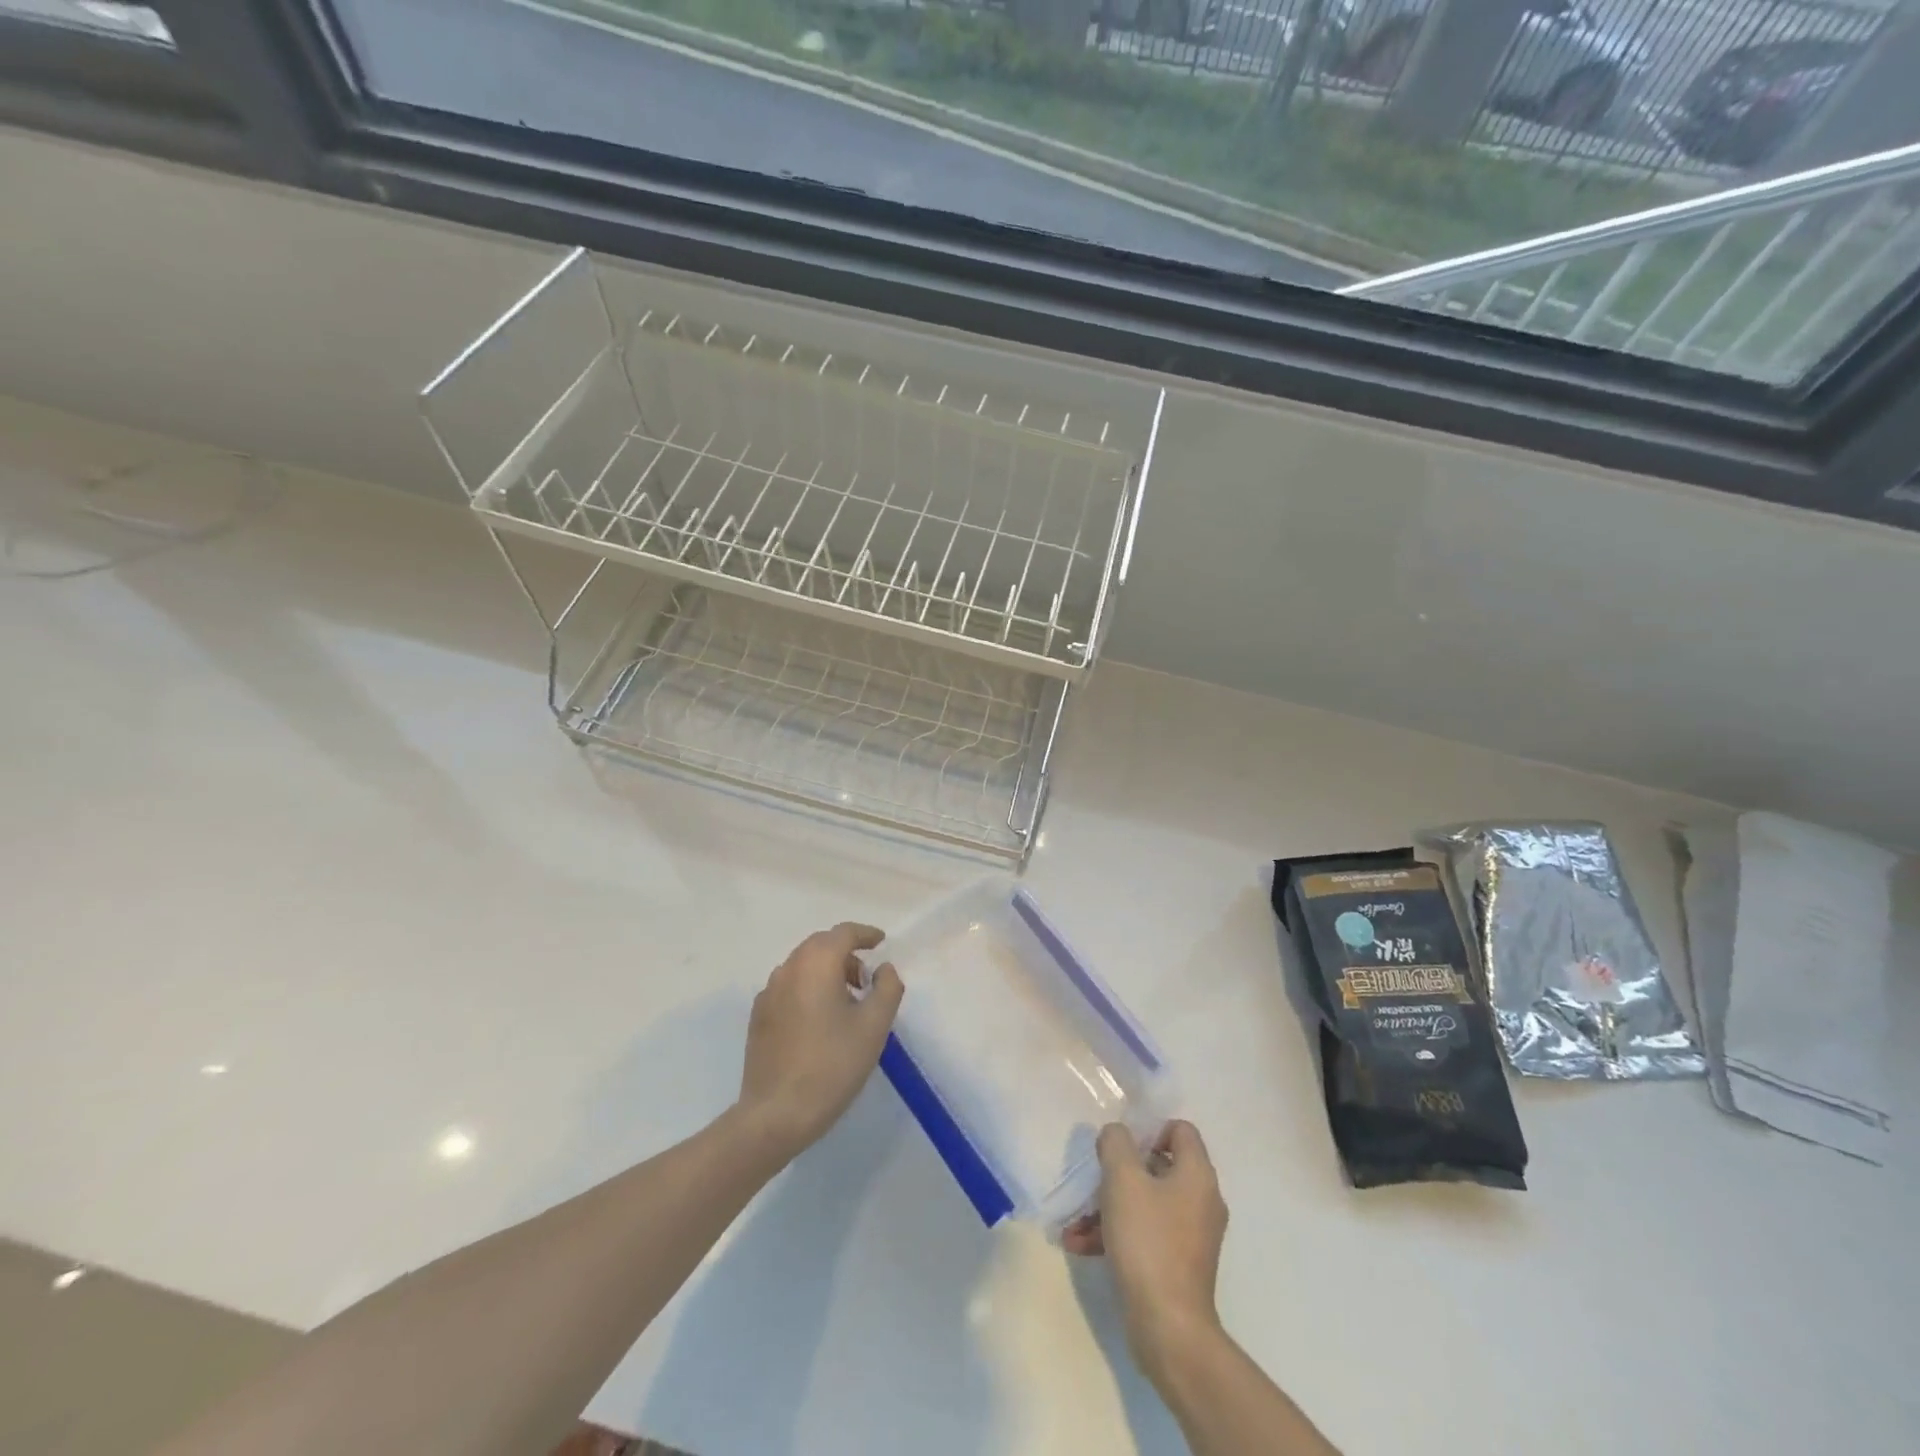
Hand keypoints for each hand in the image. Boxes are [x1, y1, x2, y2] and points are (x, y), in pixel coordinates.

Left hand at [737, 922, 904, 1160]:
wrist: (777, 1113)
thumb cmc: (832, 1064)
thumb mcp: (874, 1026)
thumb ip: (887, 988)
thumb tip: (883, 969)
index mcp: (816, 963)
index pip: (843, 933)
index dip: (865, 934)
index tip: (881, 942)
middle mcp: (788, 968)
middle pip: (820, 945)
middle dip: (846, 953)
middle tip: (866, 979)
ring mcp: (768, 992)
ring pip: (802, 965)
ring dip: (826, 971)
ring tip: (847, 1002)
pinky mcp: (759, 1016)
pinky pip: (789, 986)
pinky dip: (808, 988)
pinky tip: (819, 1020)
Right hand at [1063, 1120, 1227, 1379]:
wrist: (1168, 1327)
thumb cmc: (1148, 1241)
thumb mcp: (1123, 1179)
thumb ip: (1116, 1144)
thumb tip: (1116, 1135)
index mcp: (1197, 1174)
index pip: (1180, 1130)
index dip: (1149, 1129)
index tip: (1120, 1146)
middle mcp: (1201, 1200)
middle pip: (1158, 1166)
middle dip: (1119, 1172)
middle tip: (1093, 1179)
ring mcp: (1191, 1235)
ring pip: (1146, 1203)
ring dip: (1108, 1206)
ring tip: (1074, 1222)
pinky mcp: (1178, 1264)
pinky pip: (1145, 1234)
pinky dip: (1115, 1234)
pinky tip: (1080, 1245)